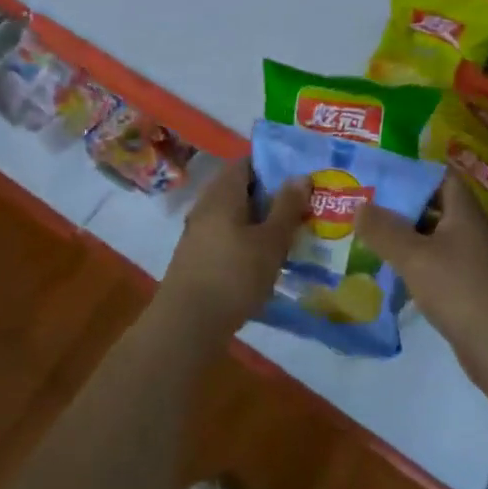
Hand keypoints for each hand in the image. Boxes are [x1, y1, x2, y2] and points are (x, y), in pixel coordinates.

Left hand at [153, 159, 303, 342]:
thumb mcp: (271, 241)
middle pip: (241, 188)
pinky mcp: (196, 257)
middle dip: (271, 196)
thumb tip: (300, 176)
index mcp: (223, 192)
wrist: (186, 326)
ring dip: (260, 221)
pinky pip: (226, 236)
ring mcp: (198, 232)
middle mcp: (206, 205)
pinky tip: (265, 260)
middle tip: (302, 207)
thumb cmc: (233, 276)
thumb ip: (287, 206)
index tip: (300, 177)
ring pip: (235, 214)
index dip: (274, 165)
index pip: (248, 162)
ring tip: (290, 234)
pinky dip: (246, 240)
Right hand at [357, 176, 487, 368]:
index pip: (442, 176)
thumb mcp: (413, 256)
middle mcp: (475, 228)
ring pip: (439, 236)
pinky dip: (422, 261)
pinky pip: (443, 261)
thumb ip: (384, 230)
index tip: (385, 177)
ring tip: (379, 238)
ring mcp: (477, 258)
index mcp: (465, 211)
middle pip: (438, 205)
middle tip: (373, 208)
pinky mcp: (474, 284)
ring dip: (412, 235)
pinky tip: (400, 272)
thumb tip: (360, 207)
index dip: (415, 173)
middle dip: (407, 205)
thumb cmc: (456, 288)